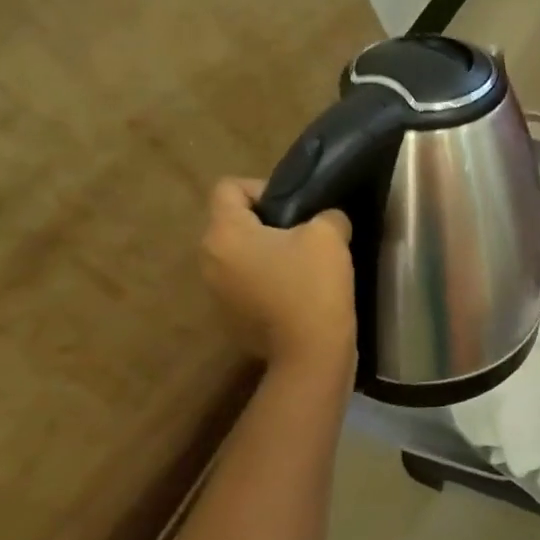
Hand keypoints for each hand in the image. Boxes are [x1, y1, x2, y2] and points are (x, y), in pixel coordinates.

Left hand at [199, 178, 355, 369]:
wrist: (310, 353)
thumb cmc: (313, 285)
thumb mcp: (330, 234)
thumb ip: (325, 214)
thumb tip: (323, 220)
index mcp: (225, 234)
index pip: (228, 188)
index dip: (262, 187)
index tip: (295, 206)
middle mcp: (209, 260)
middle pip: (232, 222)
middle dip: (266, 222)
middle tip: (304, 232)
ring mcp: (215, 292)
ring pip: (238, 254)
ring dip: (265, 252)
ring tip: (302, 263)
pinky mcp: (228, 317)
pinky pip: (244, 283)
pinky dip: (265, 280)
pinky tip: (295, 292)